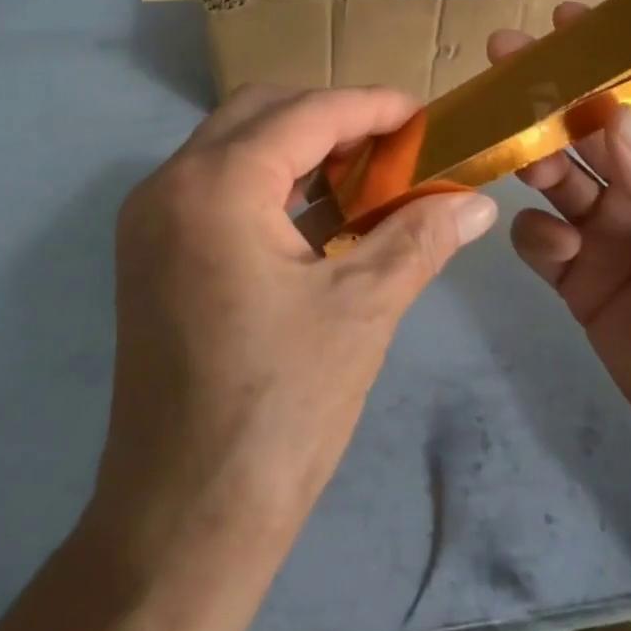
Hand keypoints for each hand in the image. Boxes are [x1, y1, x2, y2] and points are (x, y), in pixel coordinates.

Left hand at [95, 83, 497, 554]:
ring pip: (235, 145)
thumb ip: (420, 237)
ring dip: (300, 146)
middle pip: (261, 112)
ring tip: (365, 172)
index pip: (307, 112)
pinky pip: (217, 185)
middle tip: (392, 144)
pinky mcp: (152, 253)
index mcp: (217, 185)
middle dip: (331, 116)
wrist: (183, 523)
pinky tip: (320, 214)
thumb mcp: (362, 309)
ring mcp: (152, 219)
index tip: (423, 114)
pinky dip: (270, 182)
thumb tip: (479, 205)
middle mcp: (170, 184)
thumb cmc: (279, 409)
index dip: (371, 106)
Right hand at [489, 7, 630, 507]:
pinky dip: (536, 235)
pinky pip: (542, 242)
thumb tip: (614, 119)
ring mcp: (613, 237)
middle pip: (589, 128)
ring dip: (533, 154)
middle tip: (505, 57)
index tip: (569, 20)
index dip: (612, 55)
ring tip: (516, 149)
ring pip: (557, 176)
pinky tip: (555, 249)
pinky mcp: (583, 284)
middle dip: (550, 91)